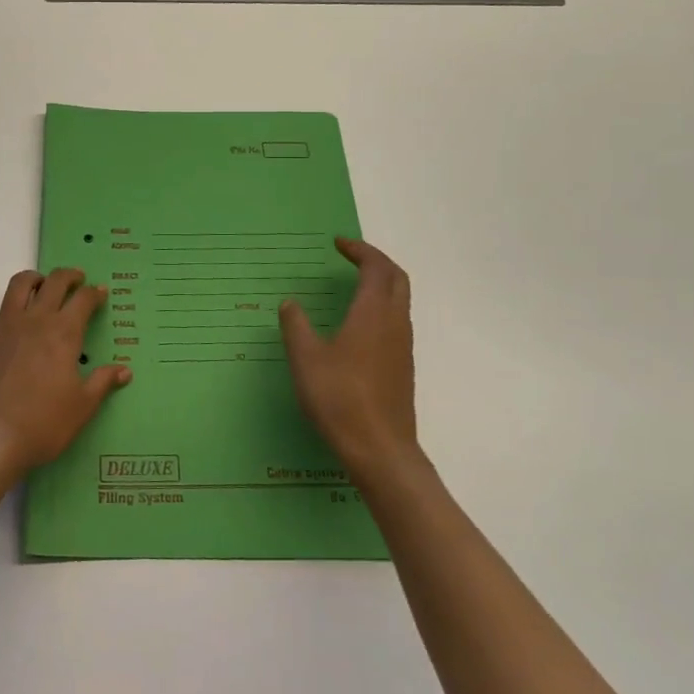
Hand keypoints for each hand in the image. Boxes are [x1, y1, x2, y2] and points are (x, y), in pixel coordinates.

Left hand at [0, 268, 132, 475]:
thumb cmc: (43, 425)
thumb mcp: (82, 407)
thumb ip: (102, 383)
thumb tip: (125, 370)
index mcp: (63, 334)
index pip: (83, 301)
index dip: (94, 293)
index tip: (100, 292)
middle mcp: (33, 322)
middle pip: (52, 284)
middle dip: (67, 276)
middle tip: (75, 279)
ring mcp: (0, 330)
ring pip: (15, 289)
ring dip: (28, 279)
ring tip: (36, 281)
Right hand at [280, 238, 420, 478]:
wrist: (380, 450)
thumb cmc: (340, 398)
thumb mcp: (306, 359)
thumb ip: (296, 326)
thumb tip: (290, 303)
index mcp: (373, 314)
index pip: (376, 268)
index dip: (359, 250)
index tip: (337, 244)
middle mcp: (394, 323)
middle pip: (397, 278)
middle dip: (376, 261)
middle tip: (351, 256)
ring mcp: (403, 346)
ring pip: (400, 300)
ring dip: (381, 283)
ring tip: (353, 284)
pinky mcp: (403, 366)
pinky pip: (397, 321)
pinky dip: (382, 306)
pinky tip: (359, 324)